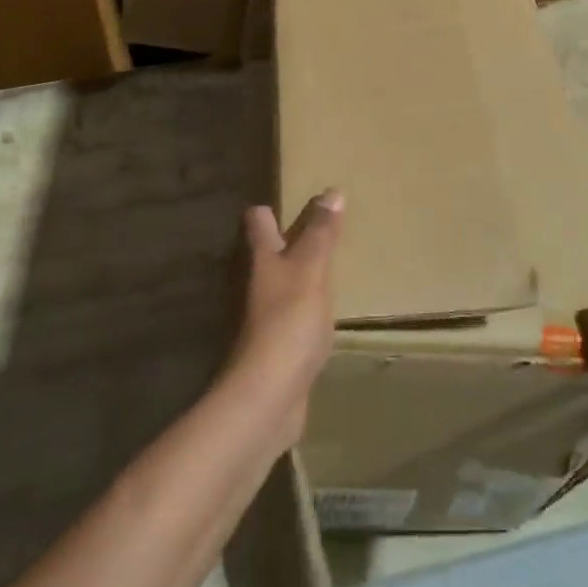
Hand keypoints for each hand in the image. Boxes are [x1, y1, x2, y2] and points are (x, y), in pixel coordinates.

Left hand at [231, 190, 341, 449]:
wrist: (269, 395)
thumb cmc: (289, 321)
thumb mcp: (311, 269)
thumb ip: (321, 233)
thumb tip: (331, 191)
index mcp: (261, 258)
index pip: (258, 220)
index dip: (271, 208)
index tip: (296, 199)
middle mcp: (255, 282)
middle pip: (266, 251)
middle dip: (286, 239)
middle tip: (320, 230)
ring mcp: (262, 316)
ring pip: (278, 284)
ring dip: (297, 275)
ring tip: (327, 268)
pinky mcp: (274, 346)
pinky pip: (289, 317)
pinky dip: (303, 310)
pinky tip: (323, 315)